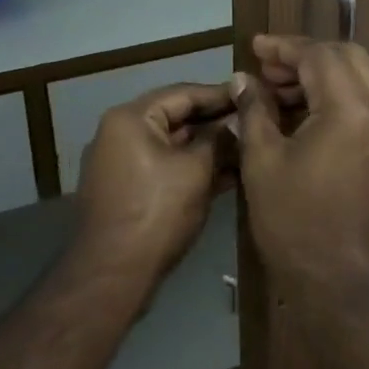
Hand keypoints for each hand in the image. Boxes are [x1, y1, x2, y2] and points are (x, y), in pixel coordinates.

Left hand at [73, 81, 236, 287]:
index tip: (252, 95)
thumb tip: (239, 122)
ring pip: (173, 146)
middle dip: (216, 123)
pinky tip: (229, 175)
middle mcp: (120, 134)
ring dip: (208, 148)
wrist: (113, 275)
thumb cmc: (156, 212)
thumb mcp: (196, 170)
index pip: (182, 93)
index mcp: (130, 118)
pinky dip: (193, 170)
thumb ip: (219, 140)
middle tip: (255, 122)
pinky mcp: (128, 191)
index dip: (220, 95)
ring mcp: (122, 164)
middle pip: (176, 118)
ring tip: (249, 148)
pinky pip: (165, 168)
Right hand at [233, 35, 368, 315]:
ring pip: (363, 80)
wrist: (350, 290)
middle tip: (268, 73)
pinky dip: (339, 99)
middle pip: (349, 57)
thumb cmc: (299, 227)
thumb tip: (244, 80)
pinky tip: (307, 119)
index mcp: (351, 110)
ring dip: (324, 77)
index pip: (320, 55)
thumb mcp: (263, 164)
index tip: (255, 48)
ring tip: (282, 96)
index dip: (284, 47)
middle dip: (307, 56)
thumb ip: (254, 112)